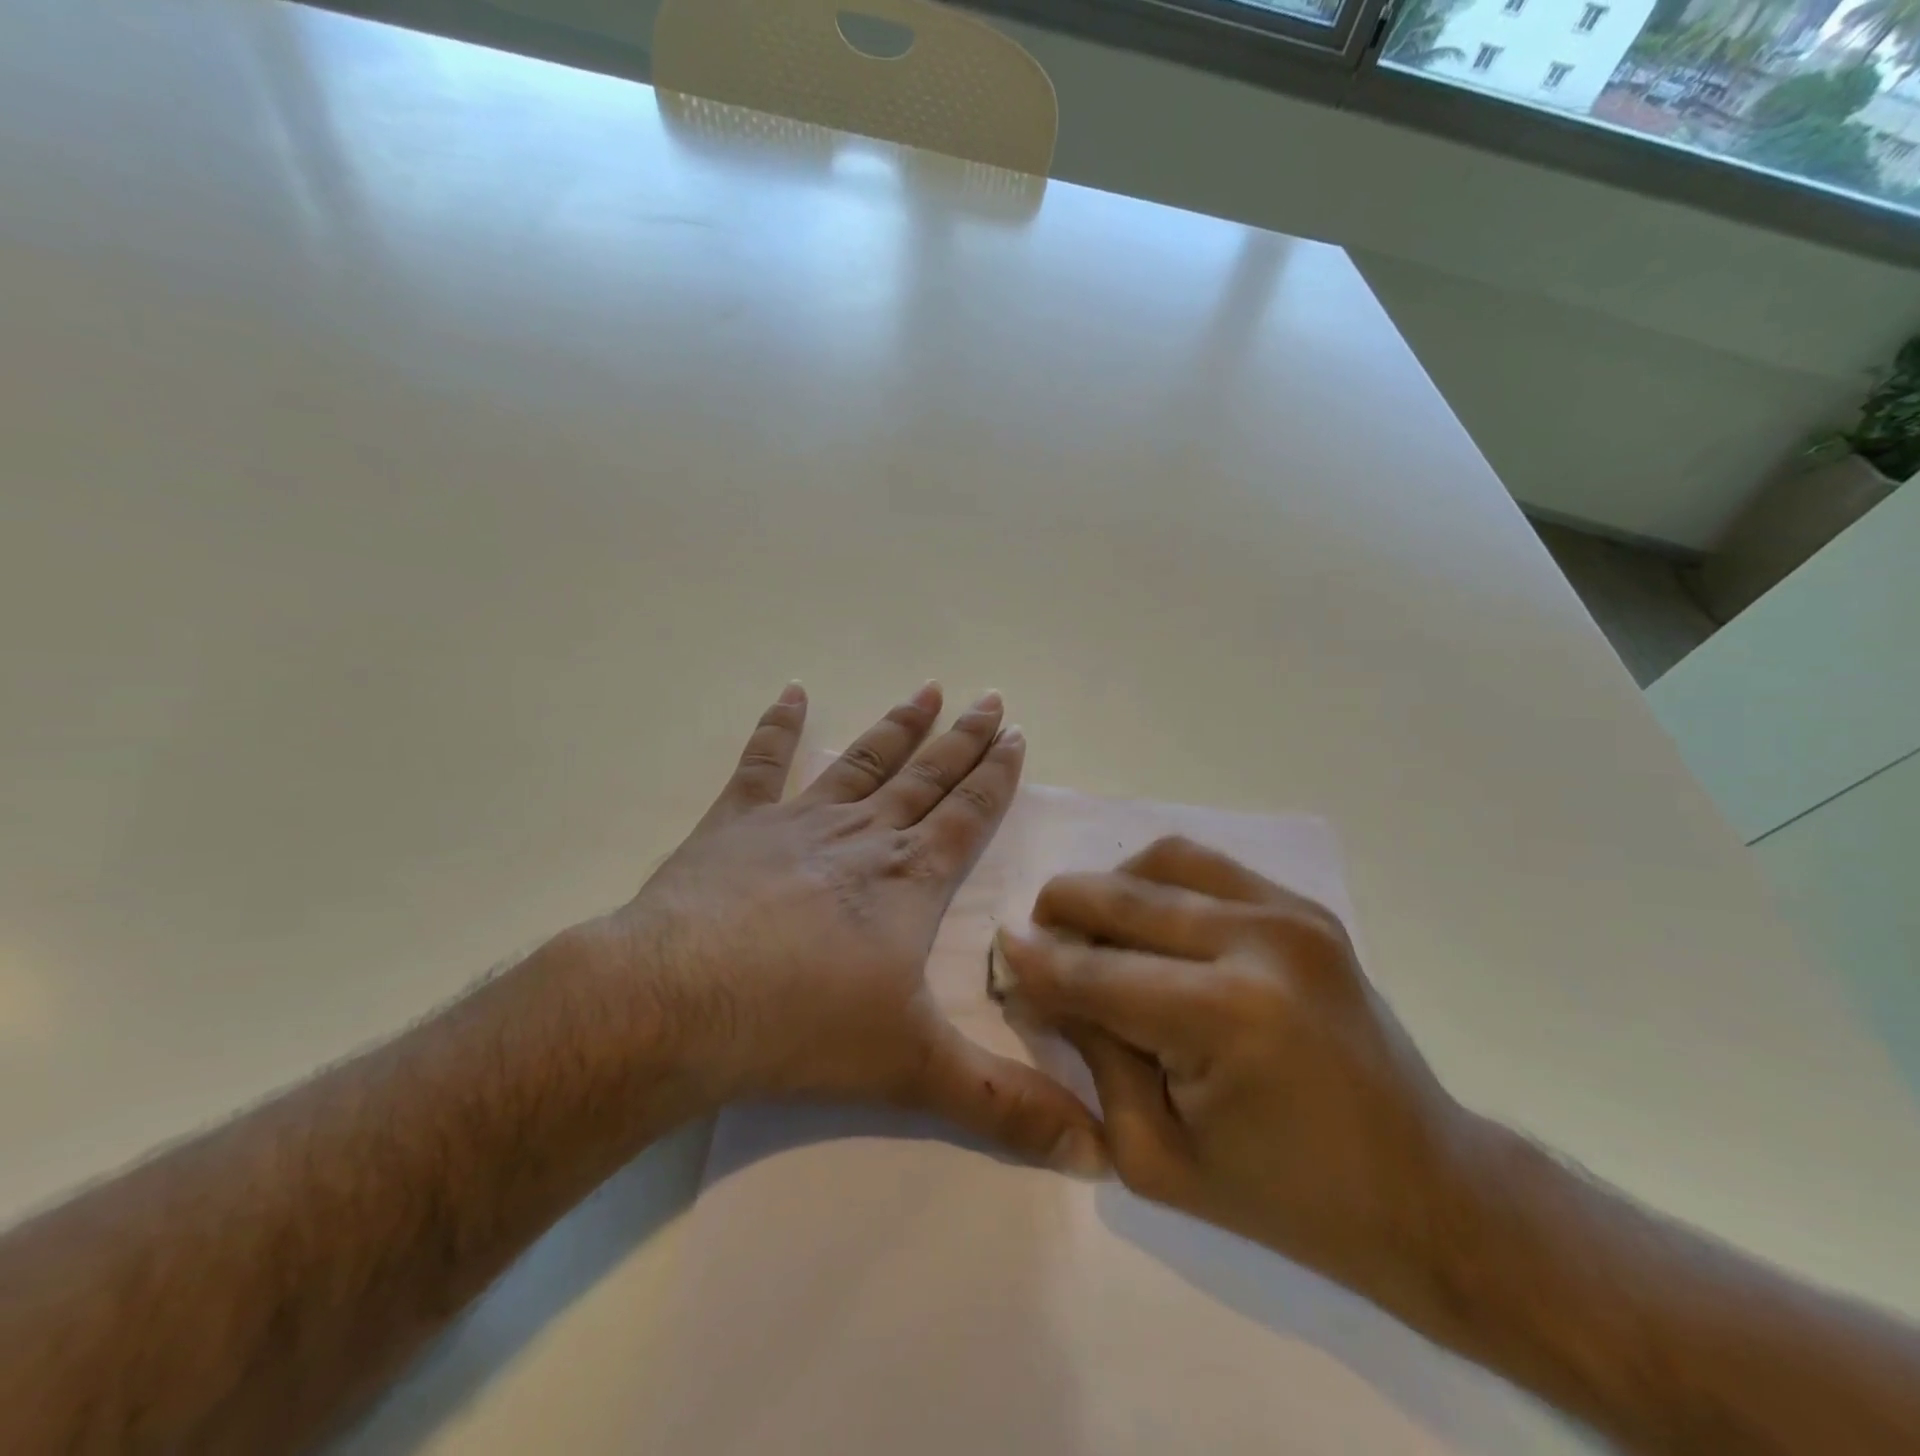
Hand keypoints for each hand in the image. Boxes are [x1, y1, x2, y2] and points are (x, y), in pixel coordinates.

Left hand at [577, 681, 1107, 1175]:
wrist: (679, 1005)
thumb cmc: (803, 1028)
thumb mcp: (915, 1071)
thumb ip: (1005, 1106)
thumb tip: (1097, 1153)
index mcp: (908, 881)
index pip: (966, 814)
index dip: (995, 775)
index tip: (1016, 733)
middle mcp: (862, 837)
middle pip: (925, 776)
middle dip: (962, 739)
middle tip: (989, 698)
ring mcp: (797, 823)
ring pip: (862, 761)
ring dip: (897, 725)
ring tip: (926, 690)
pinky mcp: (736, 825)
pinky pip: (762, 763)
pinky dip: (778, 727)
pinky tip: (791, 693)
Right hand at [992, 836, 1476, 1299]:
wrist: (1425, 1189)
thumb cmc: (1284, 1196)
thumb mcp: (1156, 1156)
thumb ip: (1093, 1056)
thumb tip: (1040, 985)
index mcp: (1224, 1016)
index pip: (1094, 973)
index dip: (1035, 964)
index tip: (999, 954)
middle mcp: (1258, 941)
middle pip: (1123, 898)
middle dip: (1062, 910)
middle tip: (1036, 937)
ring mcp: (1290, 913)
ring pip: (1163, 860)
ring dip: (1112, 886)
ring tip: (1093, 927)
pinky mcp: (1306, 908)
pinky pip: (1208, 866)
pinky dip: (1160, 881)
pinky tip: (1148, 920)